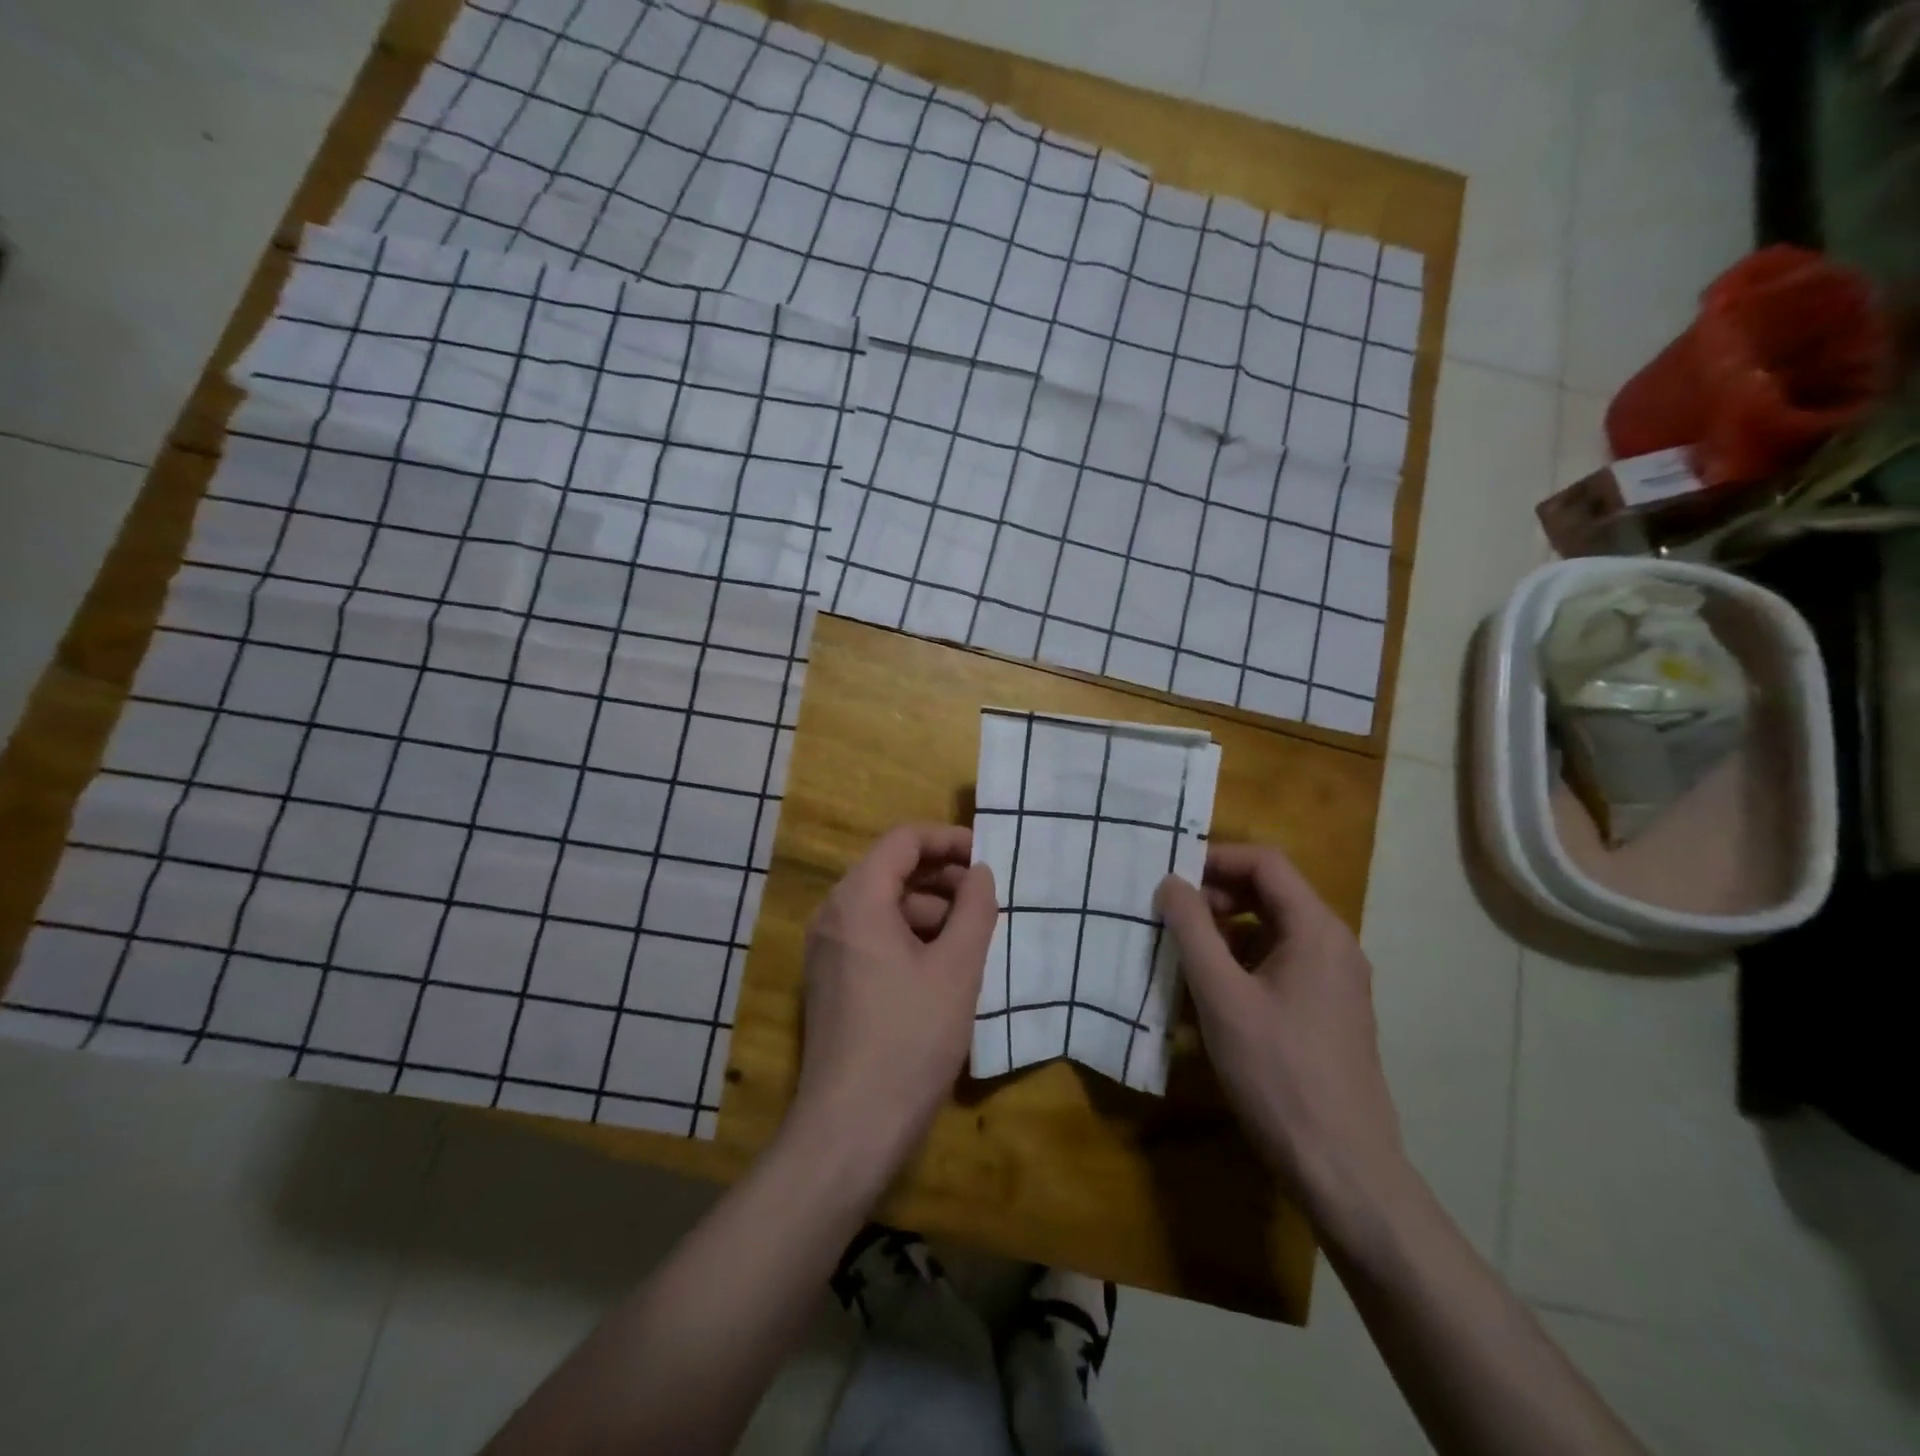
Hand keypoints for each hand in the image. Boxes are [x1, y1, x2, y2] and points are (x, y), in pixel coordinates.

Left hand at [790, 823, 997, 1182]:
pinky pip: (873, 938)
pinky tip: (943, 968)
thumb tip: (981, 874)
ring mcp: (827, 950)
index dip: (948, 840)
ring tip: (972, 937)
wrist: (850, 1128)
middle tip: (986, 900)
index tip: (987, 857)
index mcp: (858, 900)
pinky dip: (910, 938)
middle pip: (891, 871)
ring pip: (884, 907)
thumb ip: (974, 910)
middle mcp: (833, 915)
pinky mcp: (831, 981)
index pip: (903, 841)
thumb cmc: (909, 1039)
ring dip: (930, 911)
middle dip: (942, 878)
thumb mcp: (957, 969)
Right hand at [1157, 844, 1405, 1224]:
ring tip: (1186, 952)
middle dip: (1218, 893)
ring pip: (1275, 928)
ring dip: (1228, 927)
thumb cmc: (1277, 1072)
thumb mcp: (1220, 995)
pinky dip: (1245, 958)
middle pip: (1272, 892)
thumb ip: (1191, 929)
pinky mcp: (1331, 1010)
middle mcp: (1335, 944)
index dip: (1215, 859)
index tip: (1171, 877)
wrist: (1342, 1166)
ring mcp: (1337, 979)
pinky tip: (1215, 990)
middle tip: (1173, 916)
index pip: (1265, 863)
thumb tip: (1171, 882)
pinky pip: (1284, 961)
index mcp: (1316, 929)